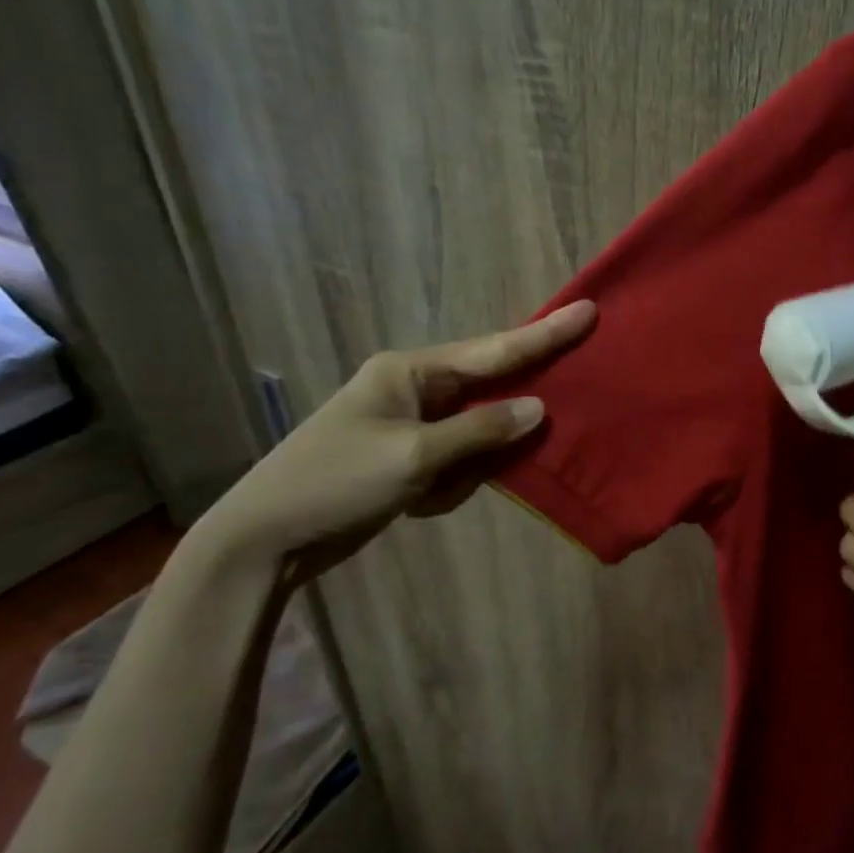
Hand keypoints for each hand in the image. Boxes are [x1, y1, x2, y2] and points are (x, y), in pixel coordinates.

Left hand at [195, 301, 595, 581]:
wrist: (266, 540)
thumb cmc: (335, 483)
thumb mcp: (413, 455)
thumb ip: (480, 431)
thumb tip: (537, 409)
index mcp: (410, 371)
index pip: (492, 350)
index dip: (544, 335)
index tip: (588, 312)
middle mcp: (414, 389)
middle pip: (487, 387)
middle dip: (515, 406)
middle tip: (565, 401)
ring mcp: (411, 425)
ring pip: (476, 432)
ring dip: (471, 463)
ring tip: (440, 487)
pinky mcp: (409, 458)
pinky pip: (456, 461)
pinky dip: (450, 485)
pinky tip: (419, 503)